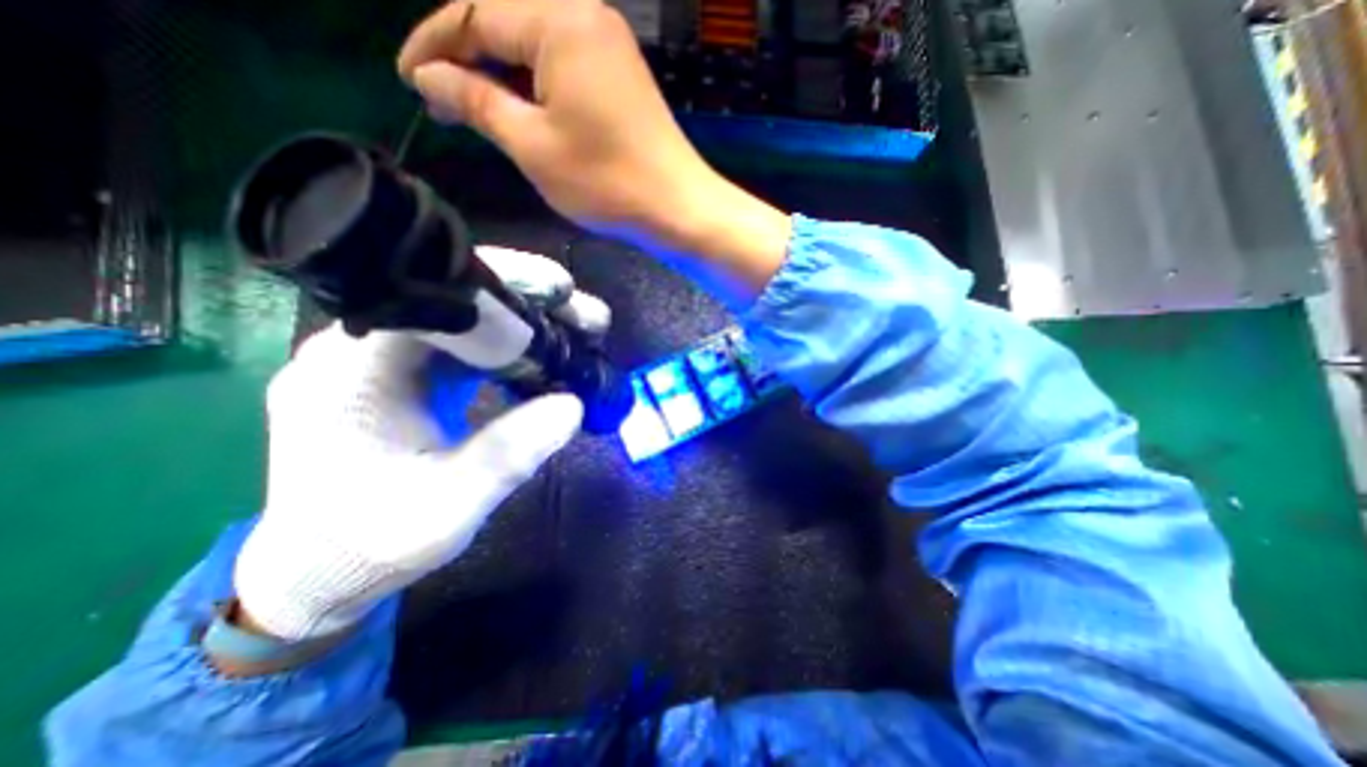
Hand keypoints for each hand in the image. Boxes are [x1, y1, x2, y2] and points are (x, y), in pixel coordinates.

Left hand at [231, 245, 600, 641]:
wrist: (318, 571)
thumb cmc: (371, 545)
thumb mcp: (450, 507)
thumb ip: (509, 454)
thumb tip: (574, 405)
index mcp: (354, 370)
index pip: (431, 295)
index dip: (502, 284)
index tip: (563, 291)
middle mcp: (359, 349)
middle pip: (455, 299)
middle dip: (529, 301)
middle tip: (588, 318)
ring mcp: (381, 360)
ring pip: (465, 319)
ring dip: (525, 321)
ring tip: (579, 332)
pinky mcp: (402, 376)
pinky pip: (464, 344)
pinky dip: (509, 346)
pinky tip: (542, 358)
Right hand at [397, 0, 789, 299]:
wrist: (677, 207)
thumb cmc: (606, 181)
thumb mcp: (532, 144)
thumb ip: (477, 101)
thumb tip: (429, 76)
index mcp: (559, 19)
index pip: (474, 14)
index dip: (434, 46)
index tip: (410, 82)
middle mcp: (586, 15)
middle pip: (506, 24)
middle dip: (469, 61)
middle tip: (443, 104)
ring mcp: (609, 46)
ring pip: (536, 48)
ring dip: (503, 77)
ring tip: (478, 114)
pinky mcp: (622, 76)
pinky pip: (565, 67)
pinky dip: (537, 87)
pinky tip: (523, 113)